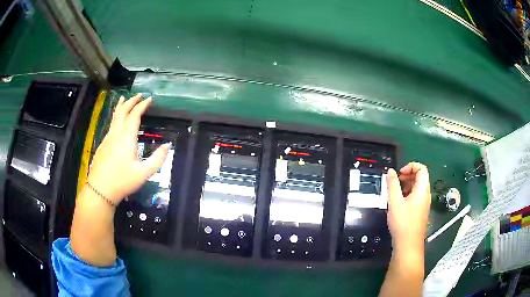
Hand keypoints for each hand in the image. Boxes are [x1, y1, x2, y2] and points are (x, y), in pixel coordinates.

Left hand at [86, 93, 170, 204]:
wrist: (100, 190)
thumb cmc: (122, 182)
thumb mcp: (144, 173)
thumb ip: (157, 159)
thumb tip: (168, 145)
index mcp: (127, 139)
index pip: (134, 116)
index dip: (142, 105)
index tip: (149, 99)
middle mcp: (116, 135)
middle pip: (122, 112)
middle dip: (131, 101)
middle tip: (138, 95)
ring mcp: (107, 139)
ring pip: (114, 117)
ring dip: (121, 107)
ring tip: (124, 99)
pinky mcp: (102, 145)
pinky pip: (110, 126)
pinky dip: (115, 117)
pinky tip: (117, 122)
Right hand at [386, 162, 430, 250]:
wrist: (408, 245)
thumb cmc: (403, 223)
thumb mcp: (395, 202)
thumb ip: (392, 185)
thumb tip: (390, 171)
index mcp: (422, 190)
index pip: (422, 169)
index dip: (410, 166)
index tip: (399, 174)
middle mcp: (425, 195)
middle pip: (420, 177)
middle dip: (407, 175)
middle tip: (394, 183)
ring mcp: (423, 203)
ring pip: (416, 187)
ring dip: (405, 185)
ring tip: (394, 193)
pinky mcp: (419, 211)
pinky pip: (415, 196)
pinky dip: (406, 194)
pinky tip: (397, 203)